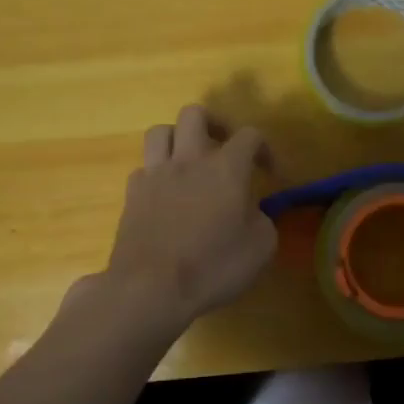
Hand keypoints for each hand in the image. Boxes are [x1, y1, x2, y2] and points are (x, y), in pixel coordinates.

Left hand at [100, 106, 276, 331]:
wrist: (150, 288)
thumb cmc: (213, 267)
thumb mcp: (260, 249)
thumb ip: (262, 221)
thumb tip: (253, 212)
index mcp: (226, 168)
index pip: (249, 135)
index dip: (264, 148)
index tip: (271, 174)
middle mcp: (188, 160)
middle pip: (195, 114)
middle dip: (214, 124)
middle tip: (224, 148)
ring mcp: (155, 174)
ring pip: (160, 131)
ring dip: (178, 139)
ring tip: (189, 161)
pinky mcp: (132, 194)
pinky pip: (144, 168)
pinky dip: (157, 174)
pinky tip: (166, 194)